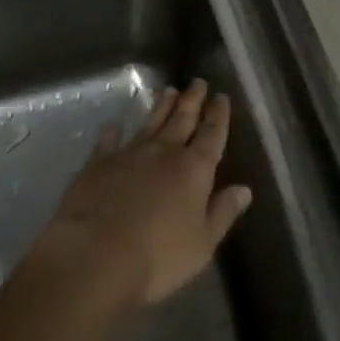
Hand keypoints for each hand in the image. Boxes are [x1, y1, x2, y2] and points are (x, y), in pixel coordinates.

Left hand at [31, 80, 253, 306]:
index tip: (221, 97)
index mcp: (194, 169)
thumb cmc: (157, 257)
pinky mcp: (98, 164)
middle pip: (182, 119)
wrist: (94, 257)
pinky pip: (108, 141)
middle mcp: (165, 152)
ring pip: (151, 122)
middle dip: (192, 100)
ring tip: (169, 90)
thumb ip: (223, 213)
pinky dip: (112, 132)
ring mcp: (130, 153)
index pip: (212, 134)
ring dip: (161, 106)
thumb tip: (245, 189)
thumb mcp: (201, 244)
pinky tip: (114, 125)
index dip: (218, 114)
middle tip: (198, 82)